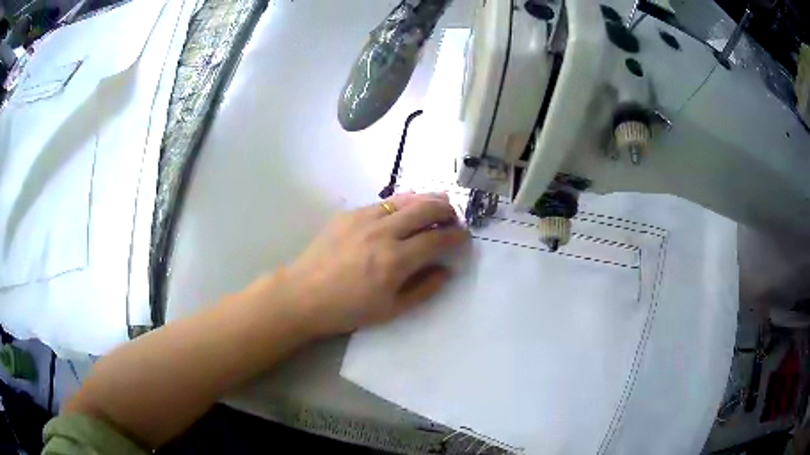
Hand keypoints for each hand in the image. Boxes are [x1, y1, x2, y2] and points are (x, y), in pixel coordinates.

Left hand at [281, 193, 468, 336]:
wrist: (303, 294)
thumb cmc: (348, 309)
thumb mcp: (391, 310)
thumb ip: (424, 289)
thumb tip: (446, 270)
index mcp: (395, 261)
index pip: (437, 239)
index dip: (456, 236)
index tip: (464, 237)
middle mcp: (383, 232)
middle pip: (426, 209)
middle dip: (447, 210)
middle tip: (453, 218)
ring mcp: (364, 218)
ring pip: (406, 199)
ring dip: (427, 200)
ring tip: (436, 207)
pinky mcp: (349, 213)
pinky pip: (384, 202)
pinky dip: (402, 203)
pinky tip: (403, 211)